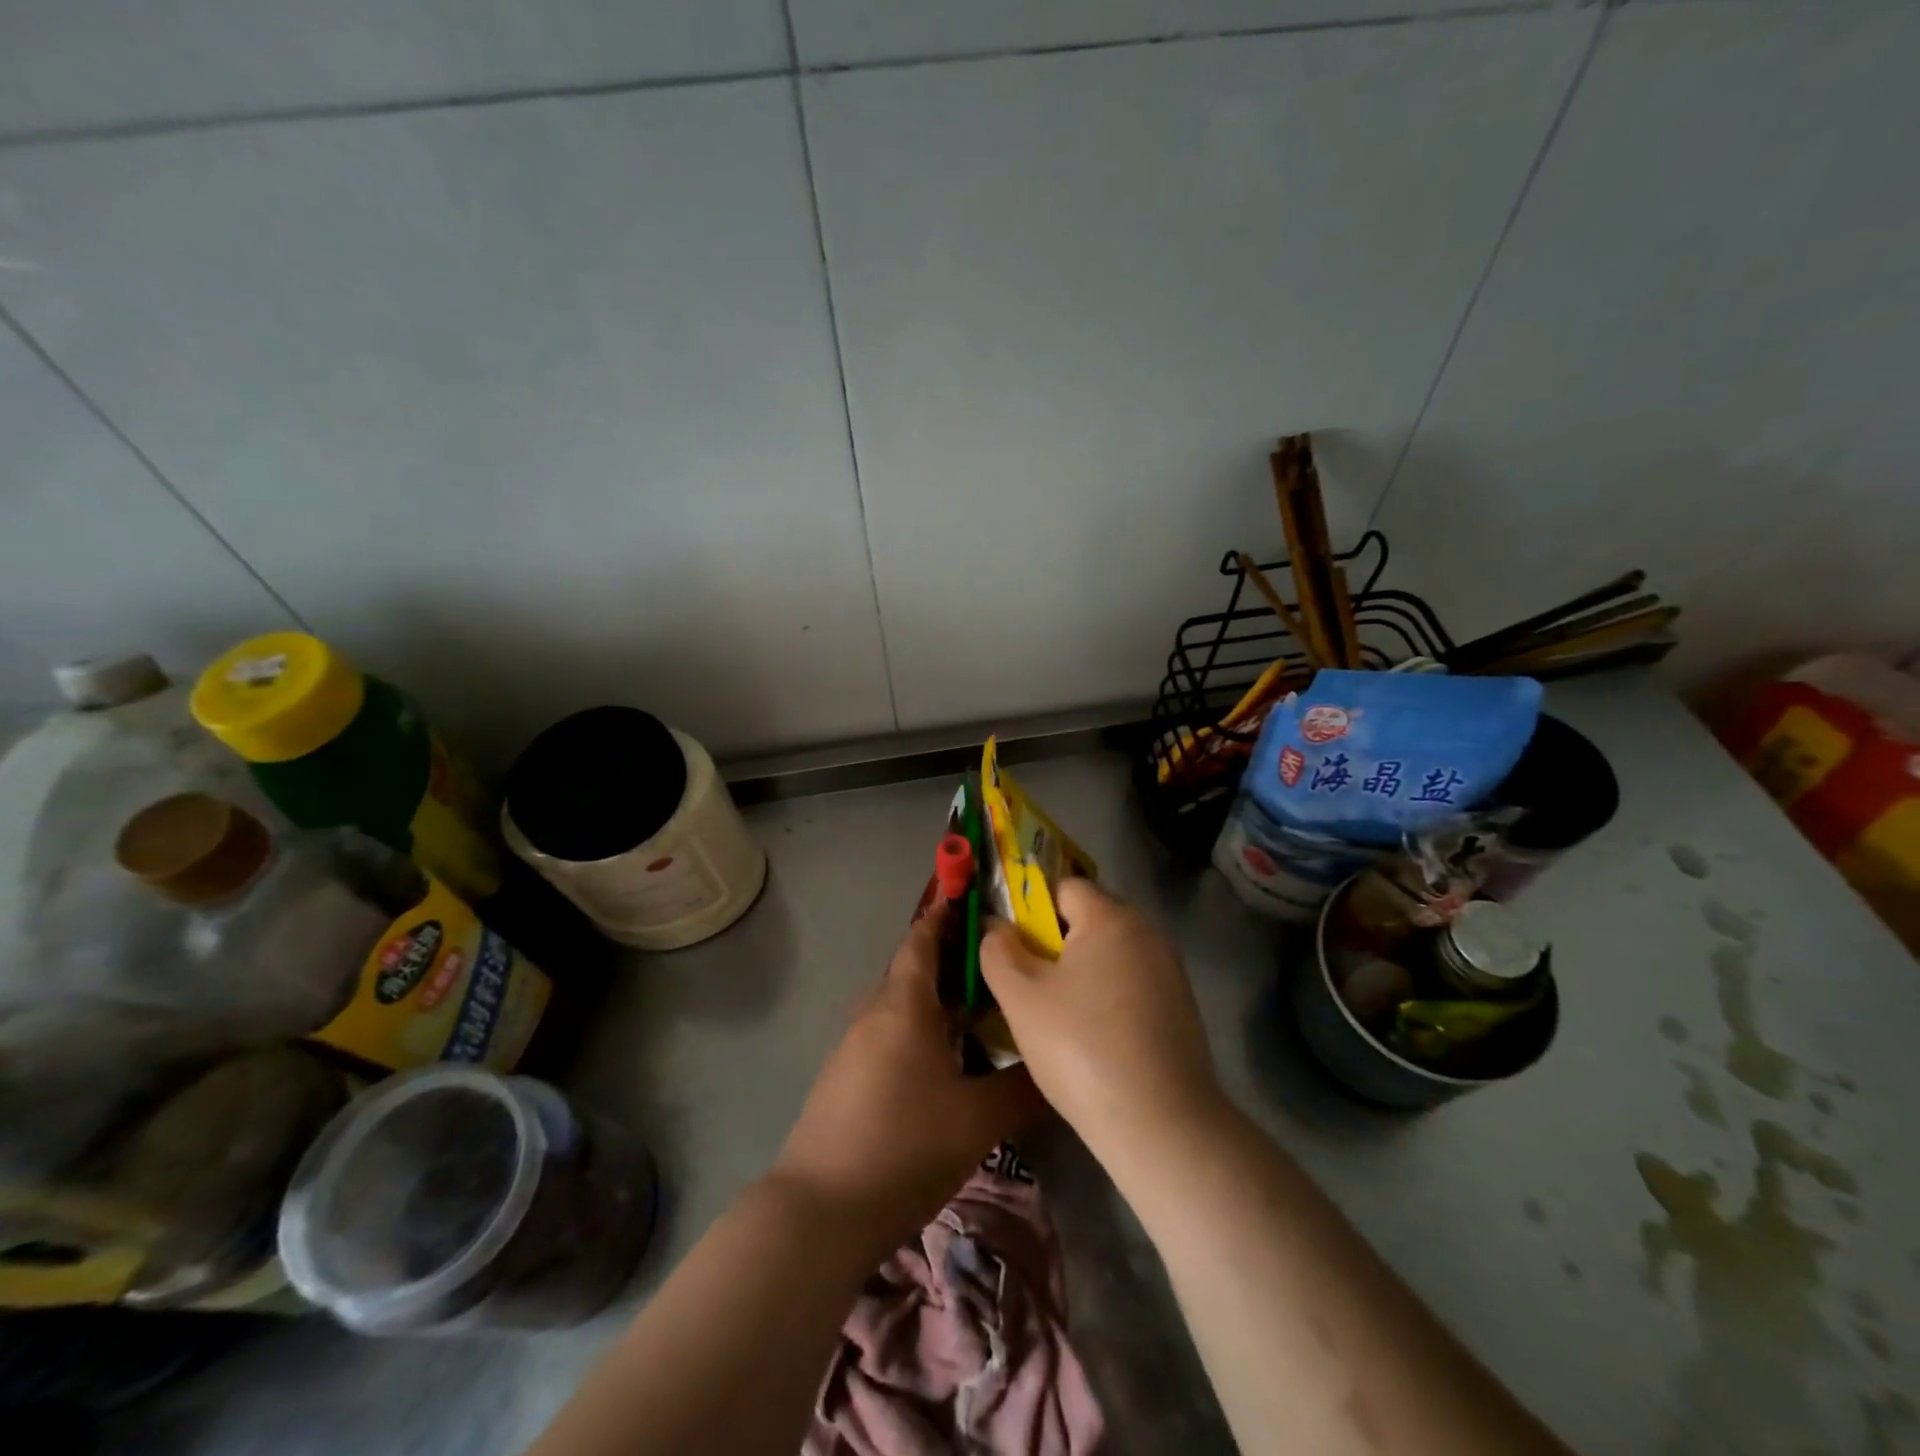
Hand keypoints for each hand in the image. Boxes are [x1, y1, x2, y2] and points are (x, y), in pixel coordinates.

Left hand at [773, 904, 1042, 1252]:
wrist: (821, 1210)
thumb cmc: (905, 1146)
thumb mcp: (978, 1120)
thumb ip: (1022, 1087)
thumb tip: (1053, 1063)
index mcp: (904, 1005)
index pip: (923, 939)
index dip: (946, 915)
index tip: (975, 900)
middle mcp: (874, 1012)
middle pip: (913, 968)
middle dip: (951, 959)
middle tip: (997, 964)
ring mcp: (854, 1044)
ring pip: (901, 1003)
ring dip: (936, 998)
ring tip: (980, 1011)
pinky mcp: (845, 1075)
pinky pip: (888, 1031)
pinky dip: (918, 1027)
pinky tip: (945, 1058)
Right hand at [980, 879, 1220, 1155]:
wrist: (1162, 1124)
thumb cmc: (1081, 1047)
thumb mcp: (1021, 997)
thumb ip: (998, 950)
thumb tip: (996, 926)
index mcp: (1111, 917)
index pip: (1064, 886)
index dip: (1031, 909)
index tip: (1013, 948)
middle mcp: (1148, 931)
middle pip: (1090, 918)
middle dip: (1055, 943)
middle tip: (1030, 985)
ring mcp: (1170, 970)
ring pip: (1111, 954)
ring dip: (1082, 973)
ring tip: (1058, 1017)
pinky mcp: (1182, 1007)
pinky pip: (1133, 984)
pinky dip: (1109, 998)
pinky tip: (1094, 1038)